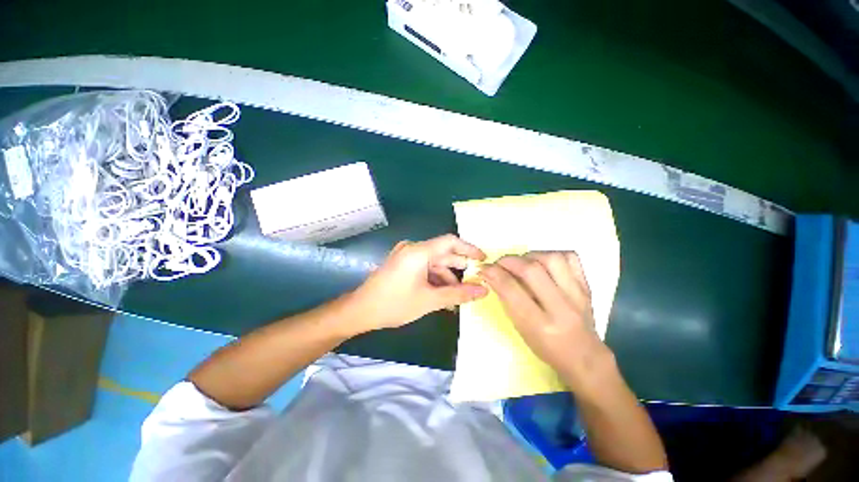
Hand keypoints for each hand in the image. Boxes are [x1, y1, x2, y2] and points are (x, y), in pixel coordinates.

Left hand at [351, 234, 488, 331]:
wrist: (360, 311)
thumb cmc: (394, 304)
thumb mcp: (430, 300)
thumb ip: (458, 294)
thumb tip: (483, 291)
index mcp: (419, 251)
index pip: (450, 242)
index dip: (469, 249)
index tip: (483, 259)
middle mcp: (413, 249)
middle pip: (443, 253)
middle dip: (459, 267)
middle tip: (476, 280)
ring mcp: (406, 256)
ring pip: (434, 263)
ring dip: (447, 277)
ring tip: (460, 295)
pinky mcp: (402, 264)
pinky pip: (424, 267)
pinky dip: (435, 278)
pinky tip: (443, 294)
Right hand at [479, 252, 611, 385]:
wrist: (585, 357)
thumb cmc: (546, 347)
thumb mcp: (521, 329)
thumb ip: (507, 300)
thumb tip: (491, 275)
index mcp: (540, 325)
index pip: (512, 290)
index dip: (494, 274)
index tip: (484, 268)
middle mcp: (561, 308)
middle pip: (531, 270)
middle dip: (509, 261)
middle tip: (499, 263)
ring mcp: (578, 295)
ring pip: (552, 258)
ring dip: (530, 256)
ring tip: (522, 262)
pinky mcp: (587, 286)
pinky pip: (570, 258)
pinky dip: (553, 254)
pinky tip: (543, 262)